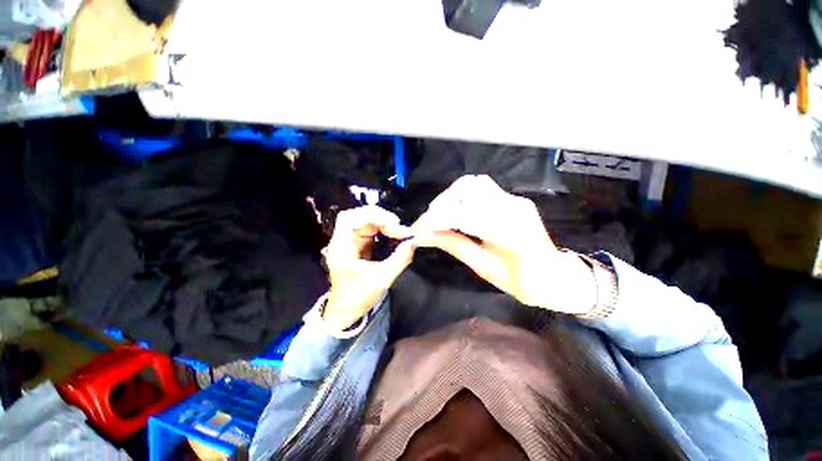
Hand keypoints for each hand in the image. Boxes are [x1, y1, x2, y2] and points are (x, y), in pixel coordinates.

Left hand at [323, 206, 415, 330]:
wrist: (346, 311)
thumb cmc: (358, 297)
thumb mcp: (382, 279)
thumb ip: (400, 259)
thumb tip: (413, 242)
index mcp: (341, 247)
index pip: (349, 218)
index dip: (371, 215)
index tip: (392, 224)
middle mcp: (343, 240)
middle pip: (359, 216)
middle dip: (380, 218)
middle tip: (398, 227)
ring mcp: (350, 242)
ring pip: (366, 222)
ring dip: (383, 223)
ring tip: (398, 230)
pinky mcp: (358, 246)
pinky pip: (370, 230)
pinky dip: (383, 229)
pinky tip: (392, 234)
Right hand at [413, 175, 595, 314]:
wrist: (553, 277)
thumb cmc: (520, 280)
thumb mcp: (482, 266)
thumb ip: (453, 245)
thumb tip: (424, 236)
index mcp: (506, 229)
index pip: (461, 214)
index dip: (434, 220)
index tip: (417, 229)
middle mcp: (511, 206)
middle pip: (468, 187)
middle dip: (443, 202)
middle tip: (430, 219)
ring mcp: (515, 199)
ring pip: (475, 183)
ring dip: (453, 195)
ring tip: (441, 213)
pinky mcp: (514, 199)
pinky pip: (484, 190)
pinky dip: (465, 197)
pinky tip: (459, 211)